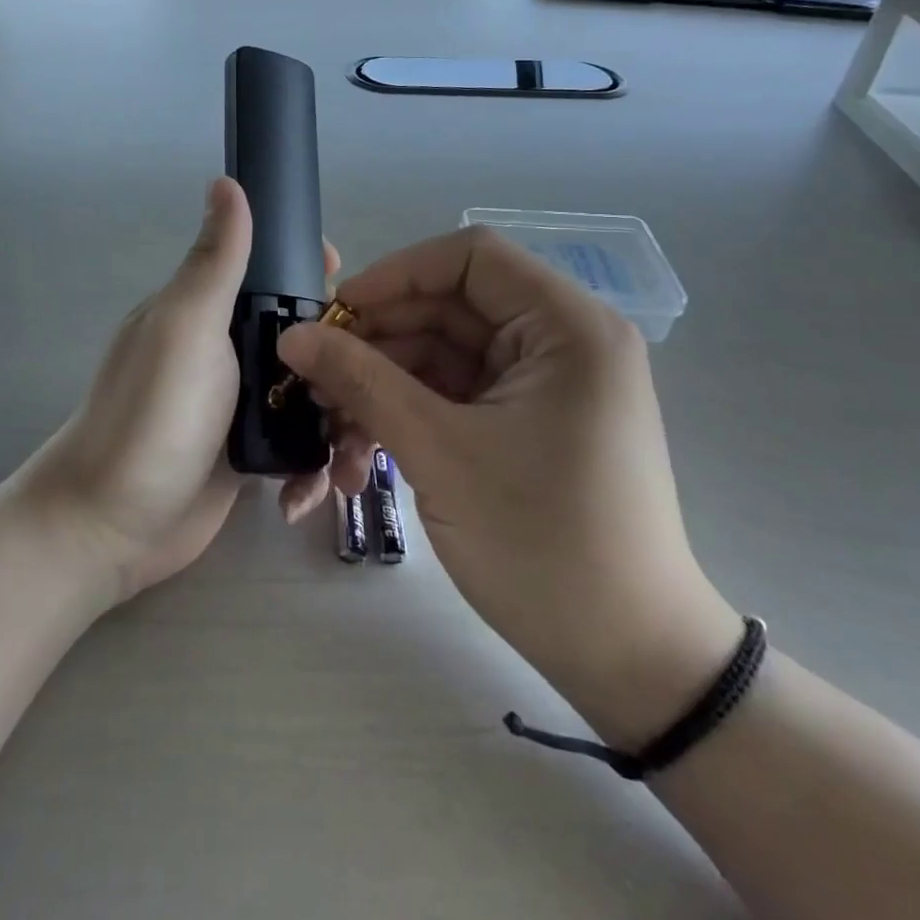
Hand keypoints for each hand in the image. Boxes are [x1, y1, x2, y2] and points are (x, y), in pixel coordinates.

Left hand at [18, 177, 371, 602]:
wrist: (111, 526)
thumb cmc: (152, 415)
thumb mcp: (185, 327)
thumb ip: (215, 262)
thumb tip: (226, 181)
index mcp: (209, 310)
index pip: (270, 271)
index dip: (311, 271)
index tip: (350, 286)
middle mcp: (227, 350)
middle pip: (304, 334)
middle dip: (343, 354)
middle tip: (373, 383)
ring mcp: (240, 404)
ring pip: (309, 392)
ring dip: (337, 418)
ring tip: (354, 455)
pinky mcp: (251, 454)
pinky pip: (299, 445)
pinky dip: (312, 464)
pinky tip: (312, 490)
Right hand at [276, 226, 742, 747]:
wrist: (627, 661)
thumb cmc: (543, 544)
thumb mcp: (439, 452)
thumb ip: (361, 381)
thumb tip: (292, 335)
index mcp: (566, 326)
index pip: (469, 258)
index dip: (395, 275)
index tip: (335, 314)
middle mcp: (558, 342)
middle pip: (446, 310)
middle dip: (374, 345)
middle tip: (312, 381)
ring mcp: (540, 386)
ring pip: (439, 360)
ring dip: (379, 392)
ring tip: (325, 438)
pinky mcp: (523, 424)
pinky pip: (451, 399)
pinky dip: (404, 421)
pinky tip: (356, 463)